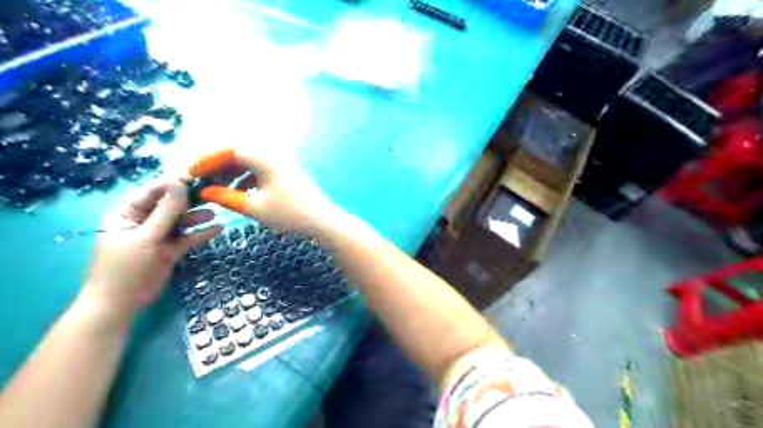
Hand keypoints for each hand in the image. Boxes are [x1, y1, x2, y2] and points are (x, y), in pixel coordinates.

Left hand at [84, 178, 219, 317]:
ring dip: (197, 217)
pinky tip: (218, 229)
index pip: (153, 192)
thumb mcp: (146, 237)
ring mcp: (159, 236)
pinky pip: (188, 238)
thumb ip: (166, 211)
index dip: (174, 184)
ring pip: (181, 221)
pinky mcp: (170, 250)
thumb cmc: (124, 268)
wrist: (120, 305)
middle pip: (170, 205)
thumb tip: (180, 183)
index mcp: (127, 213)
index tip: (197, 176)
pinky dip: (201, 234)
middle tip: (212, 192)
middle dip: (189, 200)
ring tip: (215, 212)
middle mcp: (144, 221)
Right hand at [191, 146, 343, 235]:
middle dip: (218, 168)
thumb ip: (227, 198)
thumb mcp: (255, 208)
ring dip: (232, 174)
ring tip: (218, 190)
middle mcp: (274, 157)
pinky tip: (240, 194)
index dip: (207, 161)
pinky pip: (261, 172)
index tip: (191, 173)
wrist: (323, 221)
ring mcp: (282, 165)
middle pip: (239, 155)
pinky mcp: (286, 175)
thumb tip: (205, 192)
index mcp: (265, 160)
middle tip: (202, 182)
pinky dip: (247, 180)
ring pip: (250, 164)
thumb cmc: (289, 214)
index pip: (229, 151)